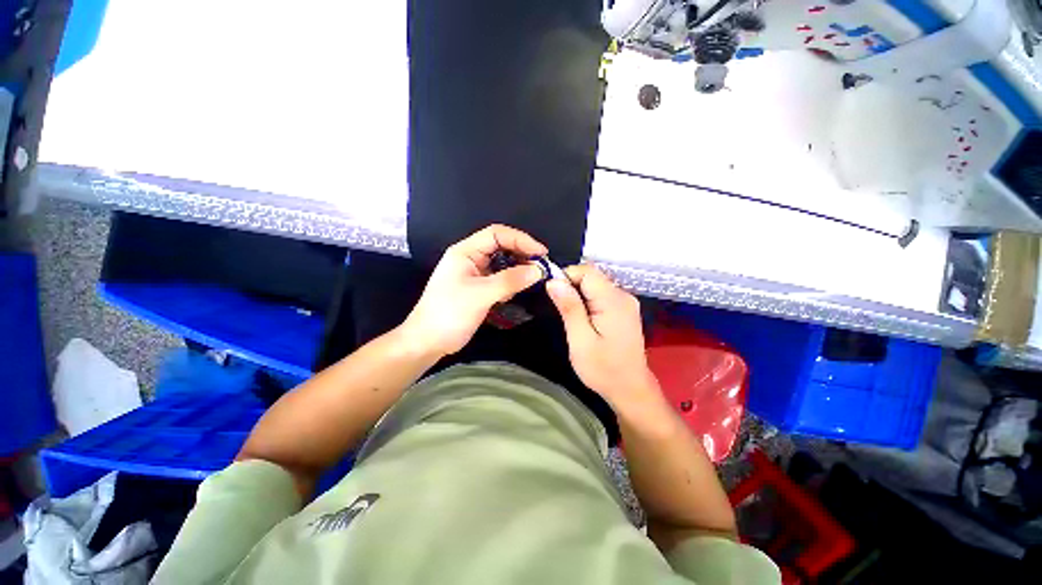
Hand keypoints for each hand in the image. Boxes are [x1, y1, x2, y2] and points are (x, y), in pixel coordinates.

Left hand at [401, 225, 547, 356]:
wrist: (429, 342)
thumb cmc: (449, 313)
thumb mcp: (480, 295)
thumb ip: (510, 281)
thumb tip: (538, 270)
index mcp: (465, 252)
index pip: (496, 234)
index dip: (520, 239)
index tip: (541, 253)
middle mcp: (471, 258)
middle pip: (501, 247)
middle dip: (521, 254)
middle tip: (541, 266)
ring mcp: (475, 274)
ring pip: (502, 264)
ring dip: (518, 269)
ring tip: (533, 278)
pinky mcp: (479, 288)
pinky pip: (500, 279)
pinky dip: (511, 282)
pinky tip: (516, 291)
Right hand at [546, 265, 662, 412]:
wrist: (630, 389)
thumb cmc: (603, 369)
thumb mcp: (580, 340)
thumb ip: (569, 308)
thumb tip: (554, 281)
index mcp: (614, 300)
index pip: (587, 271)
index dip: (567, 277)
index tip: (553, 295)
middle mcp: (623, 295)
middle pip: (592, 276)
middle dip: (571, 286)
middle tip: (561, 310)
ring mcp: (626, 302)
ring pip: (595, 284)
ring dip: (578, 294)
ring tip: (571, 318)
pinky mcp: (624, 309)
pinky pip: (601, 294)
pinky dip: (587, 300)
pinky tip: (583, 319)